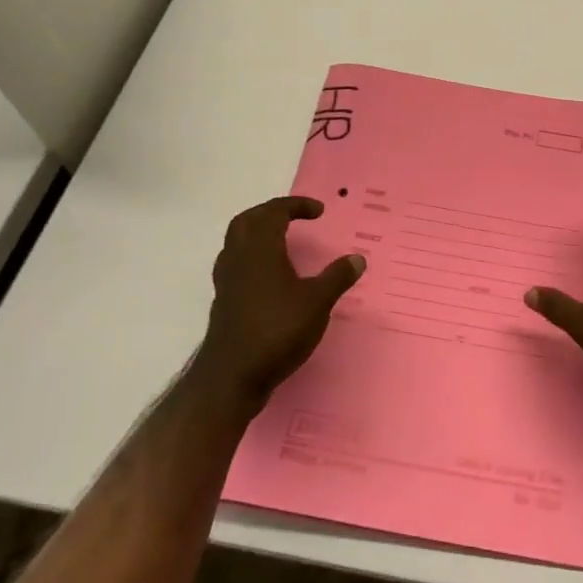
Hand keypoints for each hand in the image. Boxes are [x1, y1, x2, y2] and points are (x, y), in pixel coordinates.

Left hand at [193, 197, 364, 411]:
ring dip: (258, 232)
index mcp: (260, 249)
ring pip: (237, 241)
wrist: (232, 376)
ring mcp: (227, 280)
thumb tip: (358, 258)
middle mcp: (238, 257)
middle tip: (294, 217)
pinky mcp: (224, 300)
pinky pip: (235, 263)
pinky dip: (252, 256)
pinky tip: (268, 274)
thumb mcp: (317, 303)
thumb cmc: (276, 331)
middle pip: (248, 220)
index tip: (319, 211)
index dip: (296, 206)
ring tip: (281, 241)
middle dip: (271, 212)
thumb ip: (337, 278)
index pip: (274, 212)